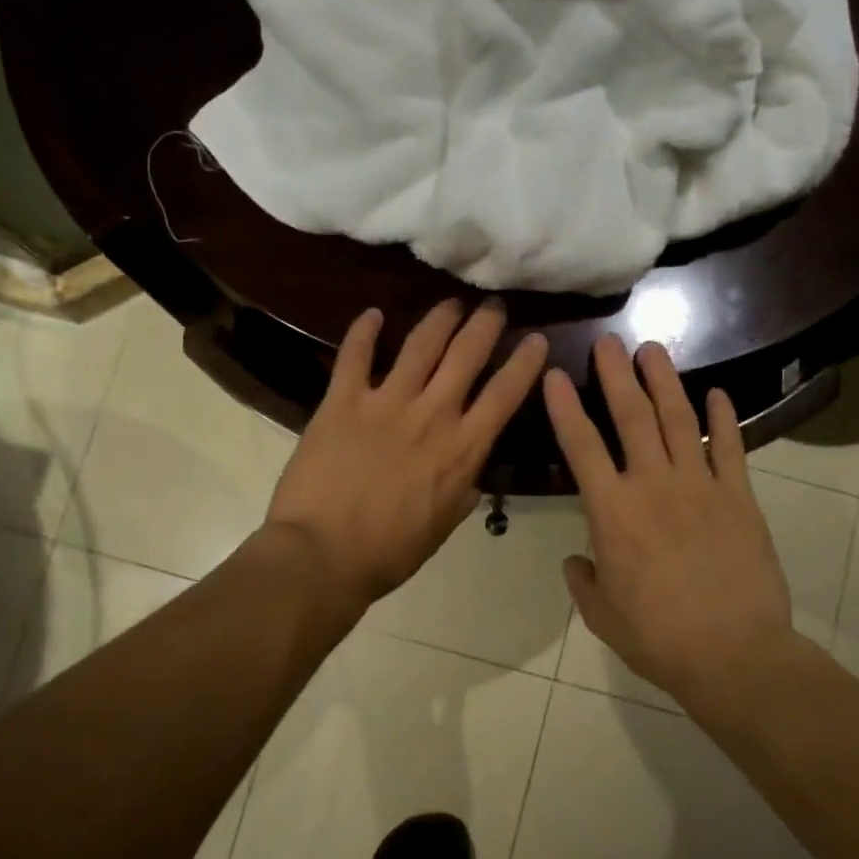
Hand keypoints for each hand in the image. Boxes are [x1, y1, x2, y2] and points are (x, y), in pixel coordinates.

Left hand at [267, 299, 548, 605]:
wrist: (323, 555)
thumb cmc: (389, 552)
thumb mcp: (442, 527)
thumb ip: (461, 491)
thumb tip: (470, 472)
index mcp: (462, 450)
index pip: (504, 395)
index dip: (524, 363)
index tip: (535, 339)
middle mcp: (432, 416)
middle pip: (466, 356)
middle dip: (484, 325)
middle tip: (493, 305)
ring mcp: (386, 404)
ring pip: (421, 345)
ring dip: (439, 319)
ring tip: (450, 303)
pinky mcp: (342, 402)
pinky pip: (355, 356)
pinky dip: (363, 331)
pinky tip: (372, 314)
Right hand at [544, 335, 804, 722]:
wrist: (733, 654)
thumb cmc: (658, 638)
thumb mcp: (603, 615)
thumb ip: (584, 581)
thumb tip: (576, 560)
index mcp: (612, 512)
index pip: (581, 447)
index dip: (565, 408)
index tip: (555, 376)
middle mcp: (653, 486)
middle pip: (631, 417)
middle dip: (617, 375)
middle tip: (609, 342)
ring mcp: (701, 486)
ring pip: (678, 420)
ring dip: (664, 382)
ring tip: (653, 350)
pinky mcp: (740, 497)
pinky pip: (730, 448)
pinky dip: (723, 418)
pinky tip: (716, 395)